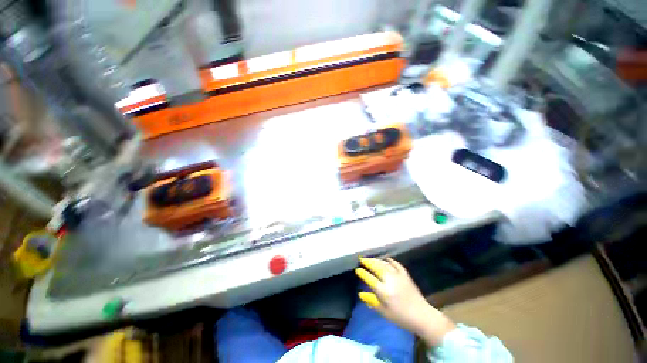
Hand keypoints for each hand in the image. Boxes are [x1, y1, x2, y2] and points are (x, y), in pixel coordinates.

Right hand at [355, 257, 455, 345]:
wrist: (422, 315)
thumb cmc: (401, 317)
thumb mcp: (384, 312)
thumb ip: (372, 301)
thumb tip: (360, 293)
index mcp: (384, 291)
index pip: (370, 278)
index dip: (363, 273)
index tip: (357, 270)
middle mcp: (389, 280)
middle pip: (376, 267)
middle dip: (368, 262)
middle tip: (361, 259)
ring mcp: (398, 275)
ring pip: (384, 264)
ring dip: (376, 260)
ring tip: (370, 259)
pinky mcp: (405, 274)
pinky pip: (395, 264)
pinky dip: (389, 260)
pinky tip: (386, 259)